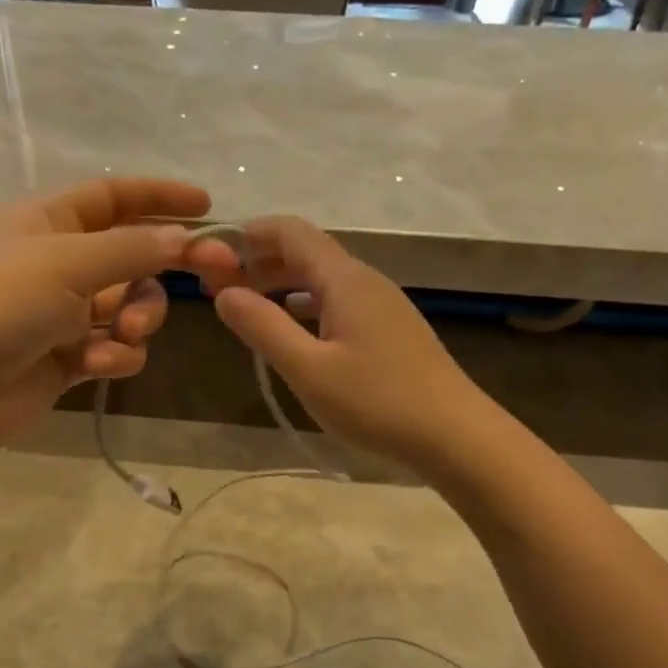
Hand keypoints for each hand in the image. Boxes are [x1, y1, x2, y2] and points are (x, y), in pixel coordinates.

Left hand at [0, 178, 205, 457]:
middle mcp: (57, 262)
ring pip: (129, 306)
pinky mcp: (68, 358)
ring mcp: (62, 313)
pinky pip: (114, 348)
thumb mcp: (67, 263)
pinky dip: (116, 356)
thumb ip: (133, 249)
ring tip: (125, 334)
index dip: (159, 197)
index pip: (113, 196)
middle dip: (161, 271)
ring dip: (139, 318)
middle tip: (210, 277)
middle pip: (132, 256)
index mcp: (47, 221)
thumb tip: (186, 238)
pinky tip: (98, 366)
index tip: (209, 207)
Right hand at [191, 216, 484, 472]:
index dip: (249, 234)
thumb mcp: (308, 370)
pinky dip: (307, 304)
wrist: (455, 434)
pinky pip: (339, 300)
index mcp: (344, 280)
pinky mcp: (391, 329)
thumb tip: (224, 293)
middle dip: (260, 261)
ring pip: (323, 278)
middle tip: (219, 288)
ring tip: (249, 306)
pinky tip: (295, 328)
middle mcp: (364, 280)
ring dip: (283, 284)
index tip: (212, 255)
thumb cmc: (377, 401)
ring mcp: (382, 304)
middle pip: (307, 252)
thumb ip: (263, 327)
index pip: (291, 232)